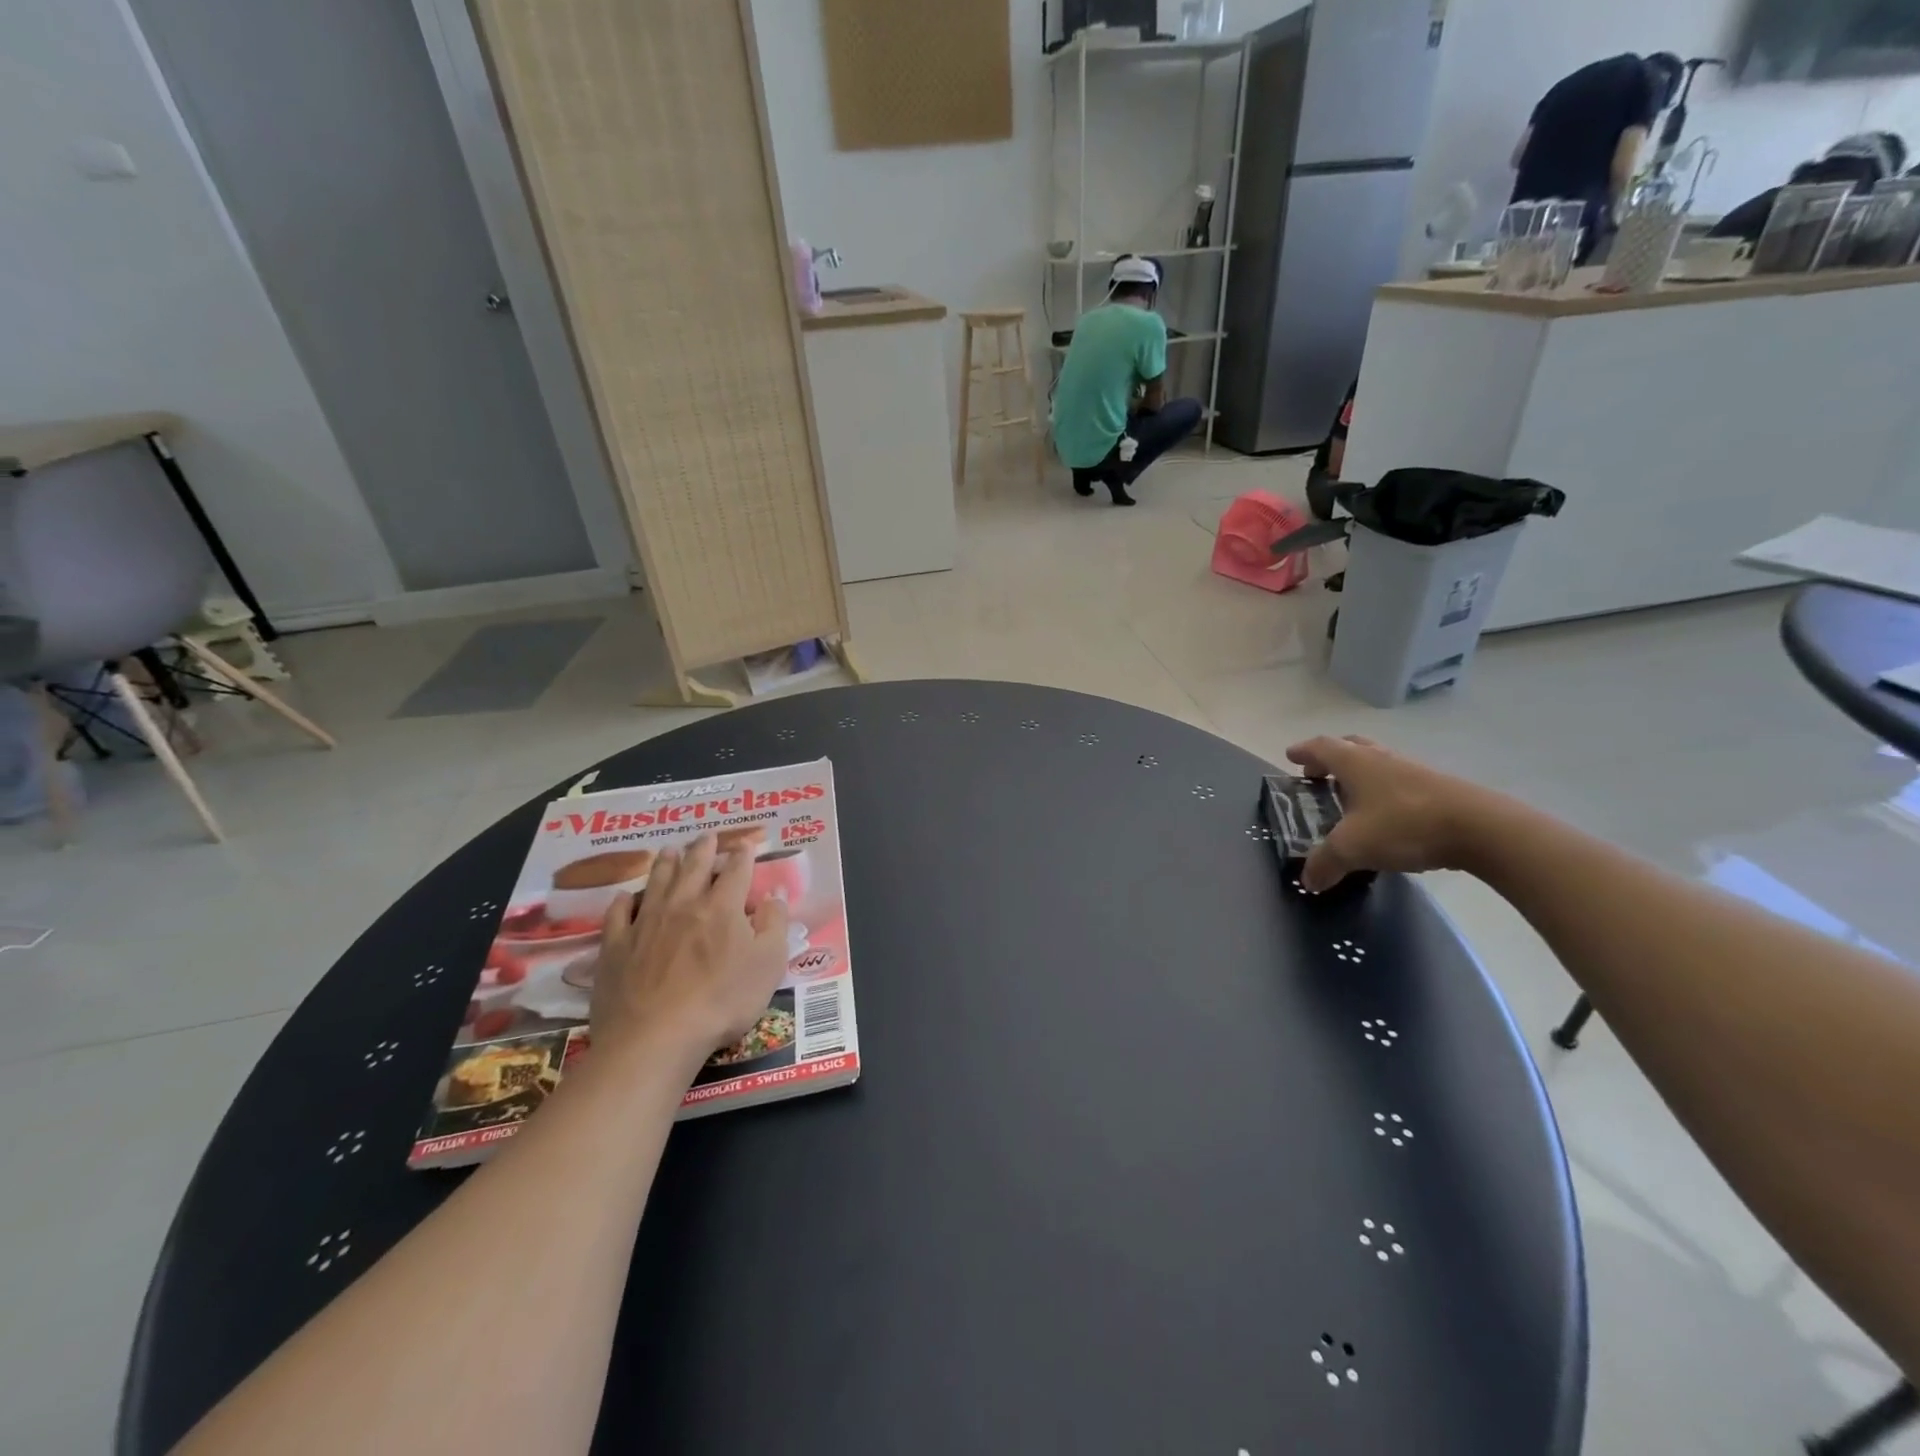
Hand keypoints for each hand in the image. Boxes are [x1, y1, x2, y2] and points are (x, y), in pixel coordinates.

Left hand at [588, 833, 790, 1074]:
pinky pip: (618, 914)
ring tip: (669, 850)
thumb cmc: (722, 1001)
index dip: (742, 856)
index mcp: (722, 907)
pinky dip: (623, 901)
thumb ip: (775, 926)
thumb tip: (774, 896)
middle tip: (705, 836)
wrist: (656, 1037)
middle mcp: (683, 905)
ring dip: (665, 863)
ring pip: (656, 882)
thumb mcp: (768, 965)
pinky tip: (624, 897)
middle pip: (693, 867)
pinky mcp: (615, 947)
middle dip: (703, 849)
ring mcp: (645, 923)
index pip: (736, 871)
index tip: (745, 845)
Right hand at [1285, 735, 1495, 891]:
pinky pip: (1399, 782)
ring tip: (1349, 797)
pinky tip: (1384, 816)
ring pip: (1378, 763)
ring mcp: (1413, 771)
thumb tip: (1308, 881)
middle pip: (1351, 747)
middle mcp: (1381, 759)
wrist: (1481, 829)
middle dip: (1331, 758)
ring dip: (1359, 774)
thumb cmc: (1404, 825)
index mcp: (1355, 763)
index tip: (1291, 756)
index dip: (1304, 752)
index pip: (1321, 747)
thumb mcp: (1353, 848)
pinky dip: (1383, 791)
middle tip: (1318, 775)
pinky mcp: (1438, 789)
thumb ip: (1325, 863)